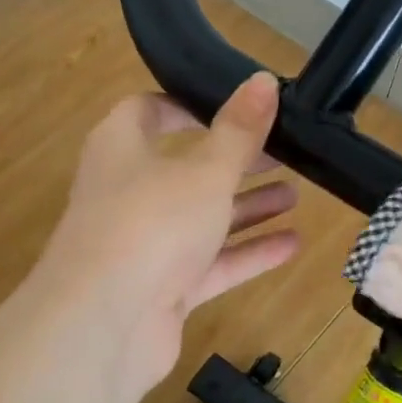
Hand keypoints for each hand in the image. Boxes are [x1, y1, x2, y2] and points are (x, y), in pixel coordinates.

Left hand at [35, 73, 300, 399]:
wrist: (105, 323)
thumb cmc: (151, 223)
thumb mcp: (205, 170)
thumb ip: (239, 131)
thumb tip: (264, 80)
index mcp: (121, 148)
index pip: (148, 111)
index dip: (188, 104)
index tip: (234, 105)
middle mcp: (128, 192)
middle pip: (184, 168)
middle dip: (234, 161)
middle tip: (283, 153)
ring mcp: (143, 244)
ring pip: (200, 218)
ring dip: (246, 207)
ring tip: (296, 195)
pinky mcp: (161, 288)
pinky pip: (209, 264)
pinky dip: (246, 253)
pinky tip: (292, 244)